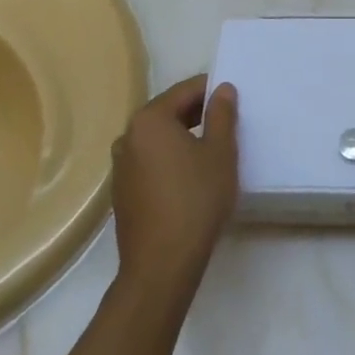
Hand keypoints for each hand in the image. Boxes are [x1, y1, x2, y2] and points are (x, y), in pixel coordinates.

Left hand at [111, 76, 237, 301]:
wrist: (162, 264)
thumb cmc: (196, 199)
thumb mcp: (220, 152)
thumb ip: (222, 114)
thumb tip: (222, 89)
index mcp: (149, 120)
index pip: (184, 90)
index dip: (212, 90)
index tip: (234, 99)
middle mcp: (128, 137)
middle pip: (168, 112)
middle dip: (198, 113)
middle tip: (228, 123)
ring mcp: (120, 166)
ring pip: (158, 138)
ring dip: (183, 137)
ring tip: (212, 150)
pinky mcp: (122, 191)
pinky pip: (150, 161)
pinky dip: (170, 159)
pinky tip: (190, 177)